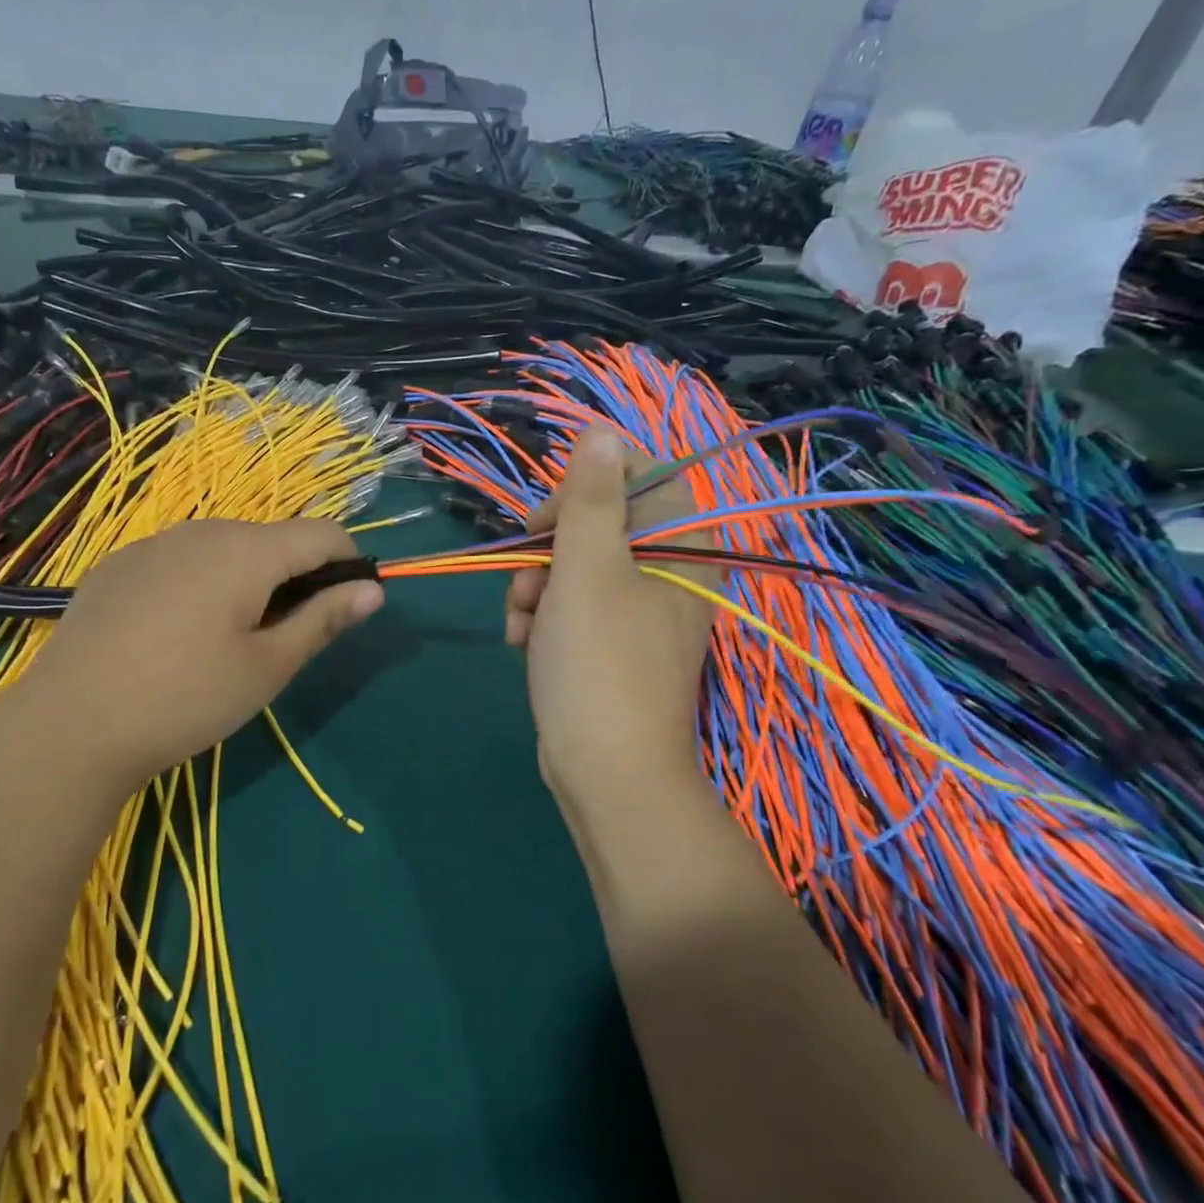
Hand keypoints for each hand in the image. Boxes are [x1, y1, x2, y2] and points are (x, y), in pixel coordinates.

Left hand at [6, 519, 383, 794]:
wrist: (69, 725)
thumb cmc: (185, 699)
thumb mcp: (267, 668)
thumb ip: (323, 620)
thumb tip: (374, 589)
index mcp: (247, 550)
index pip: (323, 533)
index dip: (348, 564)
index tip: (344, 609)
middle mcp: (202, 530)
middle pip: (272, 539)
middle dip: (294, 578)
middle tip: (280, 642)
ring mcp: (153, 543)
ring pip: (224, 549)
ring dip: (247, 581)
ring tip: (225, 642)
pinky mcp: (118, 564)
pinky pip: (180, 561)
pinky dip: (200, 584)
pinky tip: (174, 636)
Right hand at [506, 426, 715, 811]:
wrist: (607, 773)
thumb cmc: (598, 663)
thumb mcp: (585, 570)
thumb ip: (590, 497)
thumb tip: (603, 429)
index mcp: (680, 546)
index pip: (637, 476)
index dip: (584, 487)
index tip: (549, 520)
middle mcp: (669, 573)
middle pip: (597, 523)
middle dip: (548, 549)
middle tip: (526, 578)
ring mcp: (640, 612)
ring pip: (576, 567)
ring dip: (536, 587)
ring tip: (522, 623)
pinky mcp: (613, 646)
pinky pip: (574, 608)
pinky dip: (544, 618)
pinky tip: (524, 643)